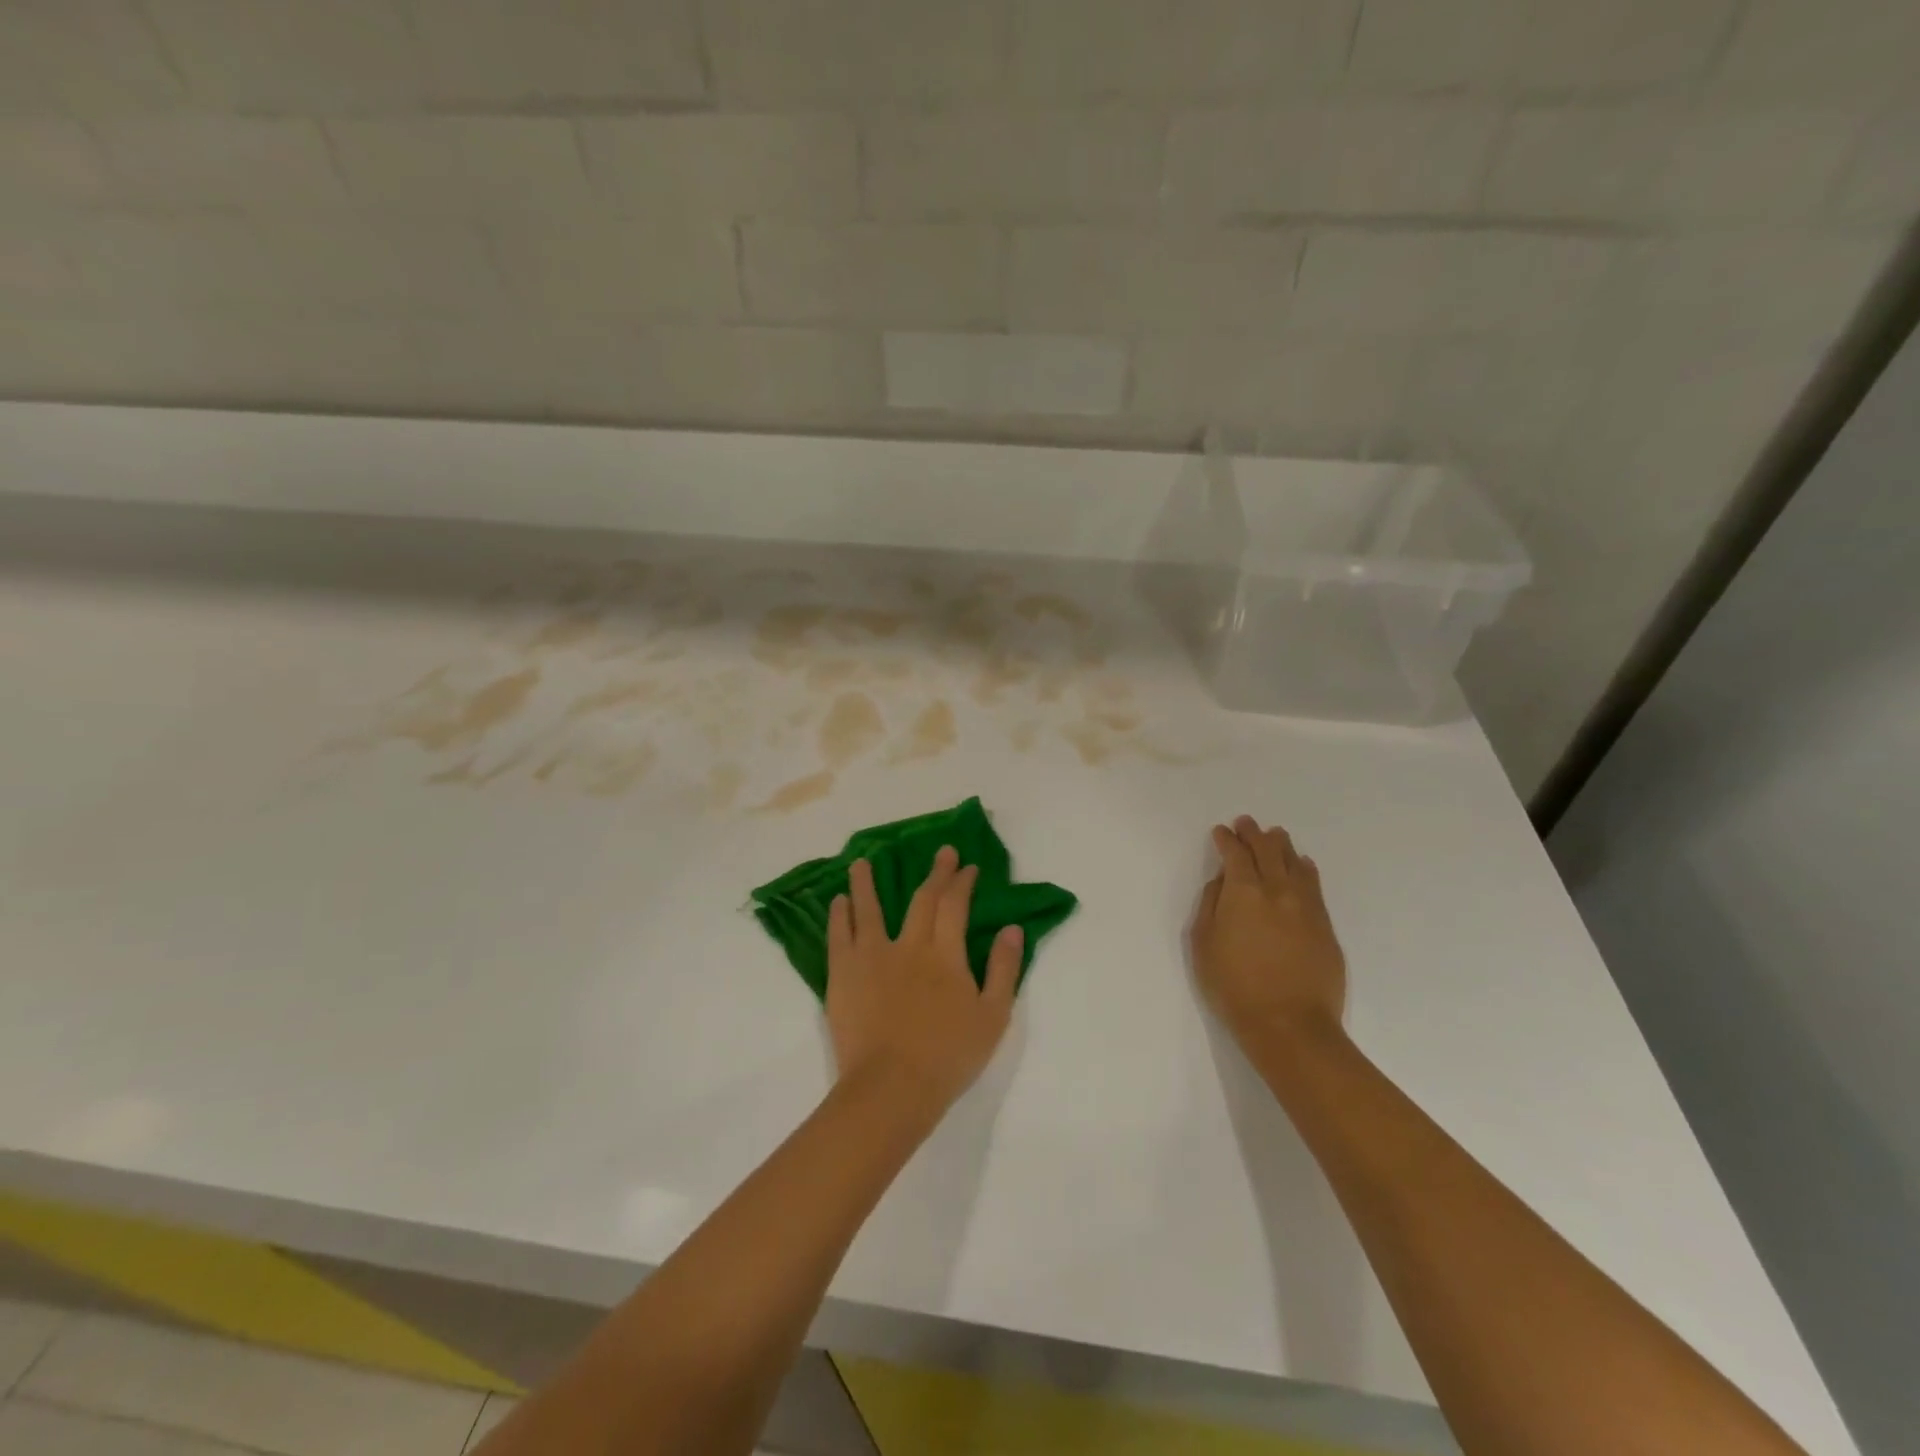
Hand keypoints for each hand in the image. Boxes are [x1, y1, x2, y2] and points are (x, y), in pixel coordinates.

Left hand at [826, 846, 1021, 1121]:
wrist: (892, 1087)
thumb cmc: (948, 1056)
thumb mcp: (993, 1016)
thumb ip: (1003, 969)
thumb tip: (1012, 928)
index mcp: (945, 954)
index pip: (955, 905)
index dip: (962, 882)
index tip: (968, 867)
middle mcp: (909, 945)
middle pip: (922, 899)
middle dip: (935, 873)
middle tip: (941, 853)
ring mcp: (872, 956)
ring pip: (869, 908)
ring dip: (867, 883)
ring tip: (862, 862)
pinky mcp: (844, 973)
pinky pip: (840, 935)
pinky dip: (840, 915)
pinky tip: (838, 901)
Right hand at [1191, 816, 1346, 1047]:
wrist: (1290, 1025)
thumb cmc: (1234, 986)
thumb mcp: (1204, 945)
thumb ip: (1210, 906)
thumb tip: (1222, 882)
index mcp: (1244, 893)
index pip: (1235, 854)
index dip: (1227, 840)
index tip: (1221, 832)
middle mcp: (1278, 890)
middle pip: (1268, 850)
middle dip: (1254, 834)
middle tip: (1247, 823)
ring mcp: (1306, 907)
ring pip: (1295, 863)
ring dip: (1282, 846)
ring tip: (1275, 837)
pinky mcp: (1325, 926)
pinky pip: (1314, 885)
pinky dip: (1304, 869)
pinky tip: (1302, 866)